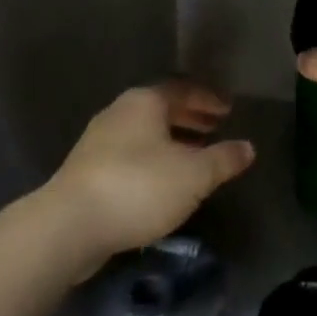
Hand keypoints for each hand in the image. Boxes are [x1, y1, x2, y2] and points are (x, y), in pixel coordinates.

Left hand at [45, 83, 254, 267]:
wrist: (69, 226)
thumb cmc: (139, 187)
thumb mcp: (195, 175)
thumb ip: (224, 159)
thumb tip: (248, 148)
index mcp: (144, 102)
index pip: (183, 89)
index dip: (208, 99)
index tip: (228, 110)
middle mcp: (119, 113)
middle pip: (161, 109)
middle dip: (190, 118)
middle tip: (215, 129)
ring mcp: (98, 142)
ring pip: (145, 134)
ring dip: (172, 141)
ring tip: (195, 156)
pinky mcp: (87, 172)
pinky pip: (131, 156)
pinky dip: (154, 160)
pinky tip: (166, 182)